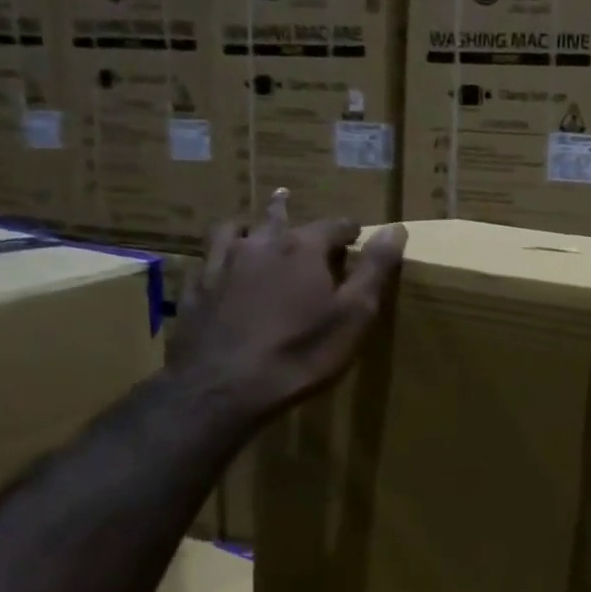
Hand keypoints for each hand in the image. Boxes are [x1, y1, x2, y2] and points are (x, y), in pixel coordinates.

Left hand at [168, 190, 406, 428]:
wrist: (224, 387)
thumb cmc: (302, 352)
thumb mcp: (355, 314)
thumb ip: (375, 269)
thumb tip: (395, 228)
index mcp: (303, 248)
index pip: (334, 225)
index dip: (349, 230)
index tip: (358, 237)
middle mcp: (260, 244)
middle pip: (279, 217)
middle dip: (291, 212)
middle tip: (294, 204)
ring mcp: (221, 264)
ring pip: (234, 229)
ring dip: (249, 225)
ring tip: (253, 227)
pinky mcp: (195, 289)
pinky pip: (205, 259)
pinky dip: (218, 256)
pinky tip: (218, 266)